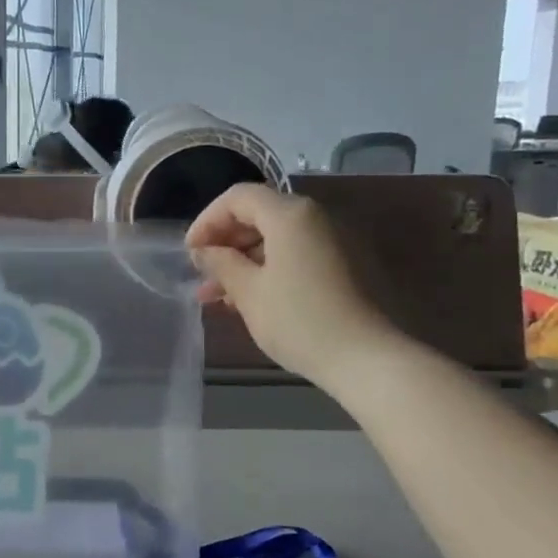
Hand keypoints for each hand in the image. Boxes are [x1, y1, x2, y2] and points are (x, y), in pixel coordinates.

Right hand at [186, 184, 395, 388]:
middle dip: (225, 242)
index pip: (238, 198)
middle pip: (259, 214)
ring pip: (277, 238)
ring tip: (218, 296)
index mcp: (291, 215)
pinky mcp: (345, 265)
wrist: (368, 359)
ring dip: (244, 260)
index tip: (190, 253)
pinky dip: (269, 268)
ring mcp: (334, 241)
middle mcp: (315, 218)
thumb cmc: (300, 321)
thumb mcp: (249, 292)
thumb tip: (204, 251)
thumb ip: (221, 263)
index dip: (207, 220)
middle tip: (202, 274)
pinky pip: (297, 254)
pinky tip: (250, 299)